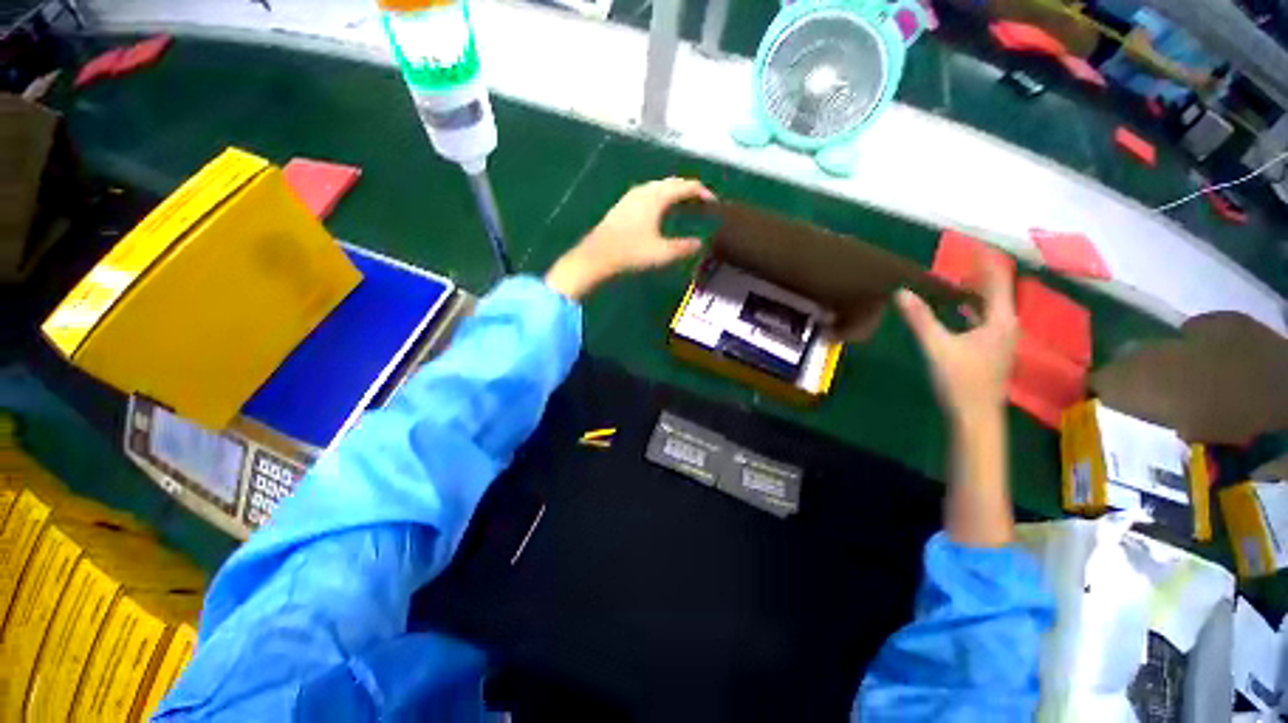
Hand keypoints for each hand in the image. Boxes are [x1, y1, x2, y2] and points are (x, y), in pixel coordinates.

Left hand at [544, 178, 715, 299]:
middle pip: (672, 183)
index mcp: (656, 197)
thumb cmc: (630, 253)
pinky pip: (650, 194)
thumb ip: (684, 247)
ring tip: (686, 206)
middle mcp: (644, 191)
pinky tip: (663, 212)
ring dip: (675, 193)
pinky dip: (663, 198)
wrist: (596, 257)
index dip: (702, 192)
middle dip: (690, 190)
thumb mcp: (662, 253)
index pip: (685, 187)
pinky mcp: (623, 205)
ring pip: (659, 187)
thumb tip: (700, 243)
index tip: (715, 203)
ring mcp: (631, 197)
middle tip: (703, 203)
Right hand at [896, 249, 1017, 423]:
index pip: (996, 281)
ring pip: (991, 308)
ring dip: (976, 292)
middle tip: (962, 258)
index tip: (974, 243)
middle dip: (981, 274)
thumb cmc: (960, 380)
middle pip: (997, 293)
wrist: (975, 417)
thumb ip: (920, 319)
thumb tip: (901, 293)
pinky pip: (984, 321)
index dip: (985, 261)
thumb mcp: (937, 347)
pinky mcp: (991, 351)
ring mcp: (1000, 340)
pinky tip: (959, 311)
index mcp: (1000, 321)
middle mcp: (1006, 327)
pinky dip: (972, 310)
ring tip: (959, 278)